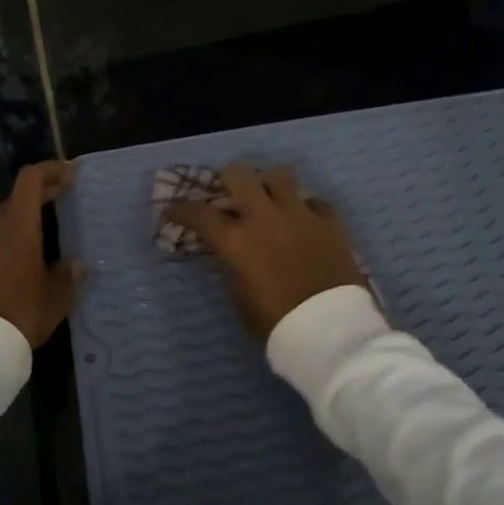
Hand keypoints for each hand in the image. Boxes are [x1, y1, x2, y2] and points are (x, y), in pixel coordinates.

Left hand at [0, 160, 77, 347]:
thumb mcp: (56, 300)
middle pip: (6, 194)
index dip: (50, 170)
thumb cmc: (21, 318)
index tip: (67, 174)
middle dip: (27, 197)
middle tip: (40, 211)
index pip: (32, 180)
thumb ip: (67, 277)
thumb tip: (79, 265)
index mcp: (18, 226)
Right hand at [165, 164, 364, 338]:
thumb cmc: (277, 322)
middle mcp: (266, 216)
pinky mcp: (330, 221)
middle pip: (239, 175)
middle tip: (229, 194)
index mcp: (237, 239)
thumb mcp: (241, 297)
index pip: (199, 213)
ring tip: (269, 200)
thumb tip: (234, 252)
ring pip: (280, 176)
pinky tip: (303, 221)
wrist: (330, 329)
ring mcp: (300, 214)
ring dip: (268, 186)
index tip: (172, 212)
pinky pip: (314, 201)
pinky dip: (305, 208)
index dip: (181, 210)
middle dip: (228, 180)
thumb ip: (233, 266)